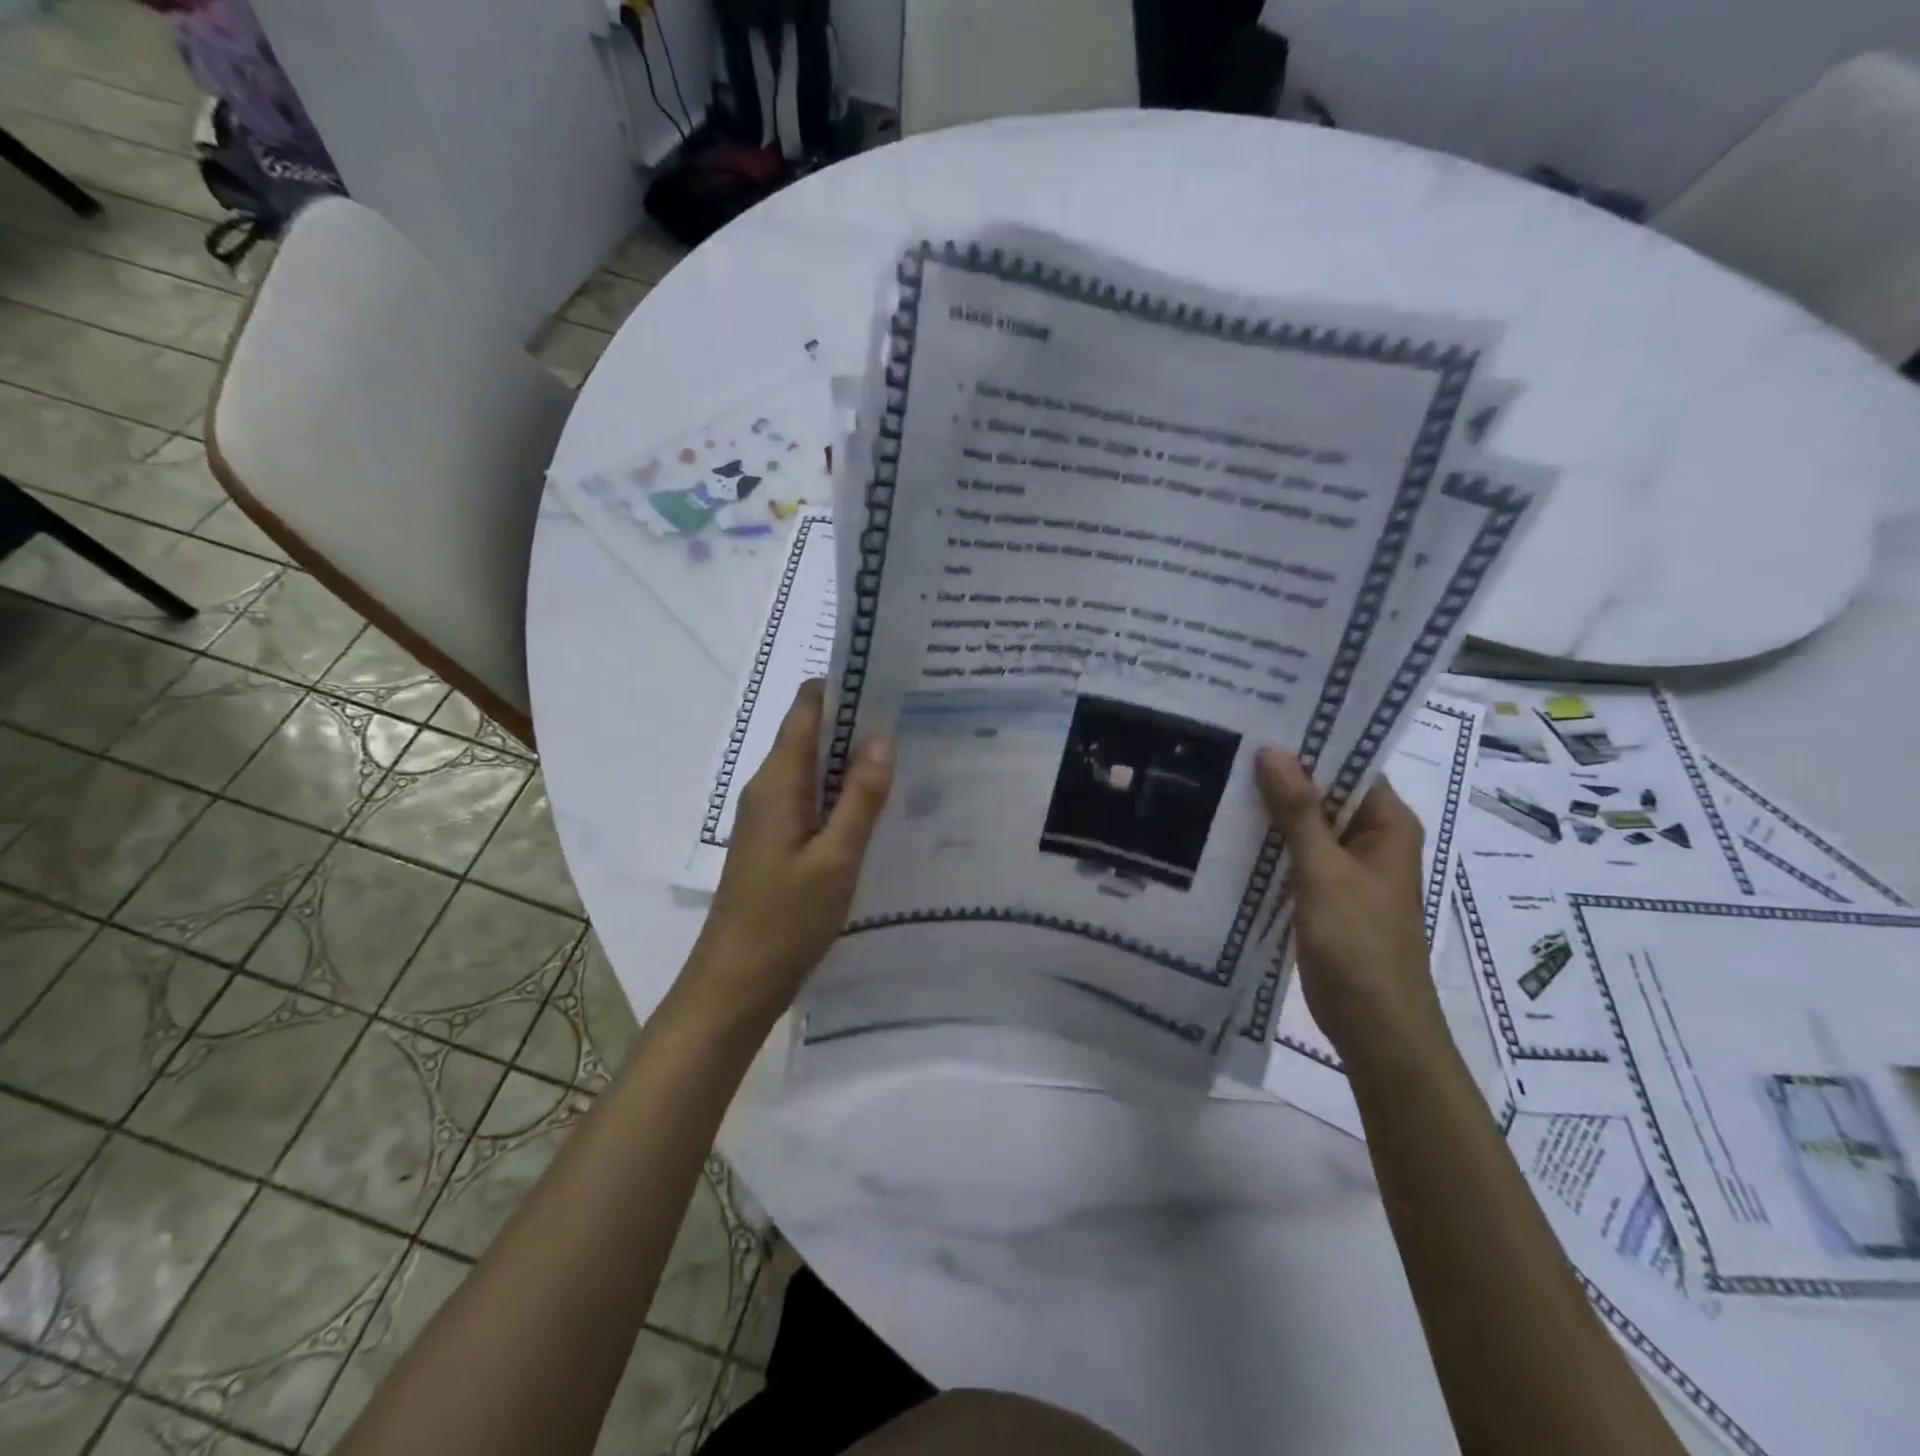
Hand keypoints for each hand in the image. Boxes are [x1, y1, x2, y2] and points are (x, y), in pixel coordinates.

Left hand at [685, 680, 892, 1024]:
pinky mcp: (776, 841)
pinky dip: (842, 791)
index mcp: (777, 782)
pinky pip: (811, 798)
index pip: (806, 708)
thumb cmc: (785, 922)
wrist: (734, 985)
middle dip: (856, 721)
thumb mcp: (836, 859)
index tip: (889, 680)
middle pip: (810, 734)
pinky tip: (876, 804)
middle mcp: (768, 788)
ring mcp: (769, 816)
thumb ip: (860, 798)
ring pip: (813, 768)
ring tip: (906, 753)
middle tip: (913, 716)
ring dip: (851, 758)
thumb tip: (881, 737)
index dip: (843, 686)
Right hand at [1255, 748, 1445, 1058]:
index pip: (1350, 765)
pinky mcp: (1323, 892)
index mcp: (1387, 824)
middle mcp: (1370, 838)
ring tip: (1218, 775)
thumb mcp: (1324, 871)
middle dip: (1281, 774)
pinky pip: (1294, 854)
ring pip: (1305, 824)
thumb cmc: (1359, 942)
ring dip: (1270, 809)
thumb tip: (1272, 750)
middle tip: (1228, 742)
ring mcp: (1346, 868)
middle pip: (1324, 792)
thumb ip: (1298, 811)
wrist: (1374, 1024)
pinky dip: (1268, 843)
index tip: (1261, 720)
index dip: (1310, 743)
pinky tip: (1227, 828)